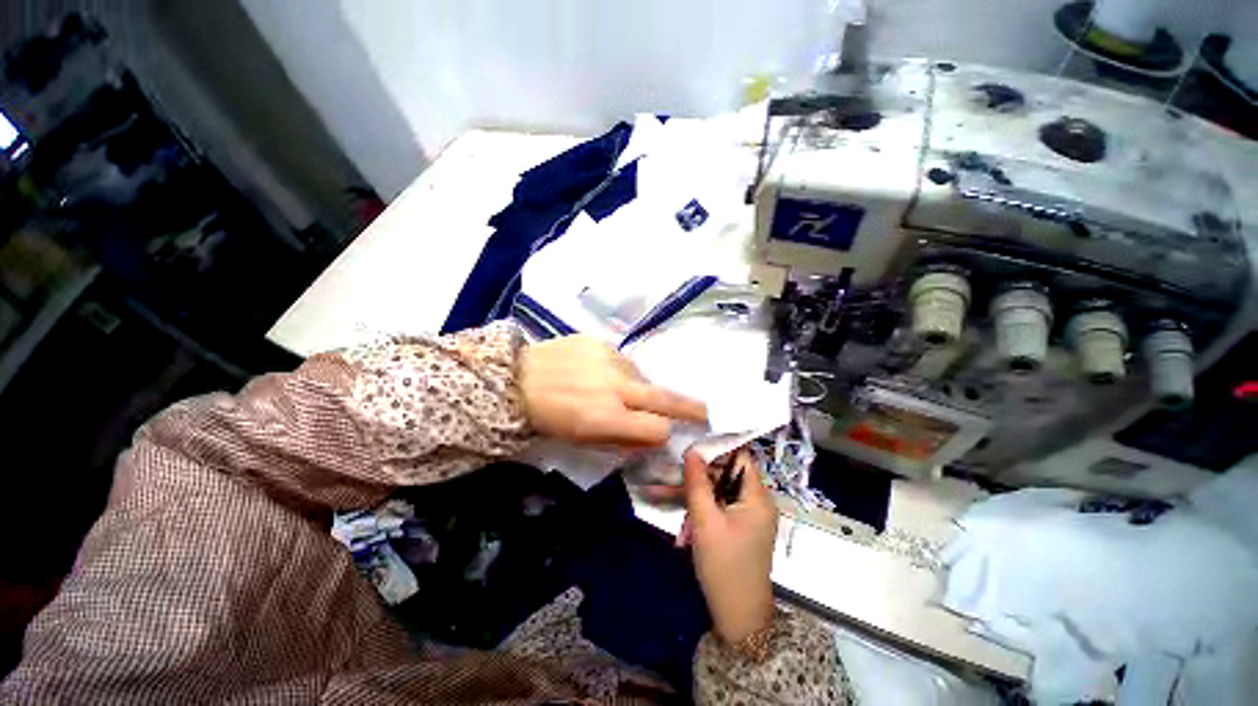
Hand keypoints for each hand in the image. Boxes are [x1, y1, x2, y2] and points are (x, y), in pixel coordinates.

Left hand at [519, 335, 706, 448]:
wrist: (517, 379)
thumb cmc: (549, 418)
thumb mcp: (584, 441)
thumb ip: (623, 439)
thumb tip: (654, 436)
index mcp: (609, 418)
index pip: (658, 428)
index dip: (663, 434)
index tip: (665, 433)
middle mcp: (616, 386)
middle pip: (665, 398)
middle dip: (690, 407)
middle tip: (706, 411)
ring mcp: (610, 358)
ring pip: (642, 377)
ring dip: (638, 386)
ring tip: (613, 389)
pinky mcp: (600, 340)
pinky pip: (623, 359)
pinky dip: (619, 370)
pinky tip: (598, 372)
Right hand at [682, 449, 777, 643]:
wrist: (738, 619)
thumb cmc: (725, 567)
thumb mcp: (705, 522)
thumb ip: (697, 483)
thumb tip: (691, 450)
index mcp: (757, 496)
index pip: (740, 456)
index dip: (717, 447)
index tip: (690, 442)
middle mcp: (756, 502)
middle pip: (725, 474)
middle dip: (697, 476)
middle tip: (670, 474)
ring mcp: (747, 516)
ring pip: (718, 492)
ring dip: (693, 498)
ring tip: (664, 500)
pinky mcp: (738, 528)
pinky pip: (718, 509)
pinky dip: (700, 513)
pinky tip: (683, 529)